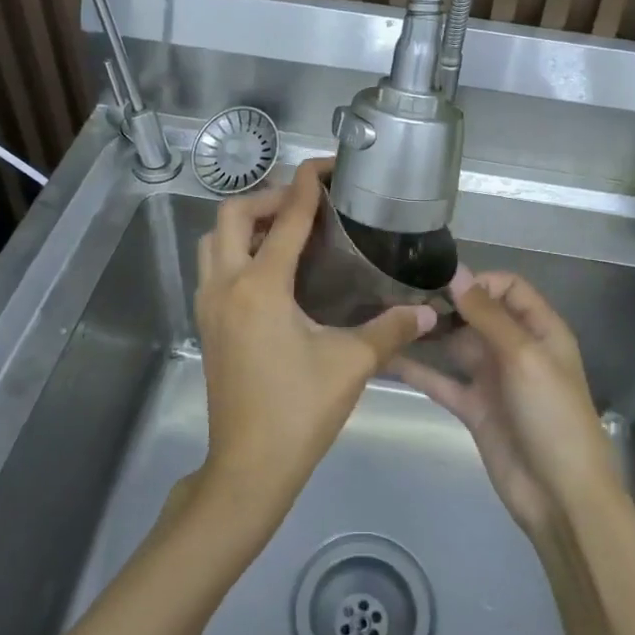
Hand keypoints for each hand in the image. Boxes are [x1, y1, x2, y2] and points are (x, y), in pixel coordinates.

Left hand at [193, 158, 435, 524]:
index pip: (286, 220)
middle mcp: (226, 286)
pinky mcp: (207, 325)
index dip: (307, 187)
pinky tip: (270, 269)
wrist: (249, 467)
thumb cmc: (299, 411)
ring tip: (286, 230)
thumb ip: (391, 329)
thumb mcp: (351, 364)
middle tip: (306, 204)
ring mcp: (209, 305)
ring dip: (245, 223)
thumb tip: (428, 311)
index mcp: (260, 287)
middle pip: (232, 215)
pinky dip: (235, 250)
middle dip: (269, 198)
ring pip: (213, 240)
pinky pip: (212, 266)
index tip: (325, 166)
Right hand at [394, 272, 622, 537]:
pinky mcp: (472, 407)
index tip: (439, 283)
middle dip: (444, 303)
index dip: (477, 281)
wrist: (560, 496)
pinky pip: (440, 380)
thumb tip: (456, 272)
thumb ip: (488, 315)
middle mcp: (515, 347)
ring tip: (387, 317)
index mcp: (540, 329)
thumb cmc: (552, 415)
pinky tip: (385, 357)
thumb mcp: (525, 357)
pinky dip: (416, 369)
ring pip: (454, 344)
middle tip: (399, 294)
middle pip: (476, 313)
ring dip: (427, 332)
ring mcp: (492, 378)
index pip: (507, 287)